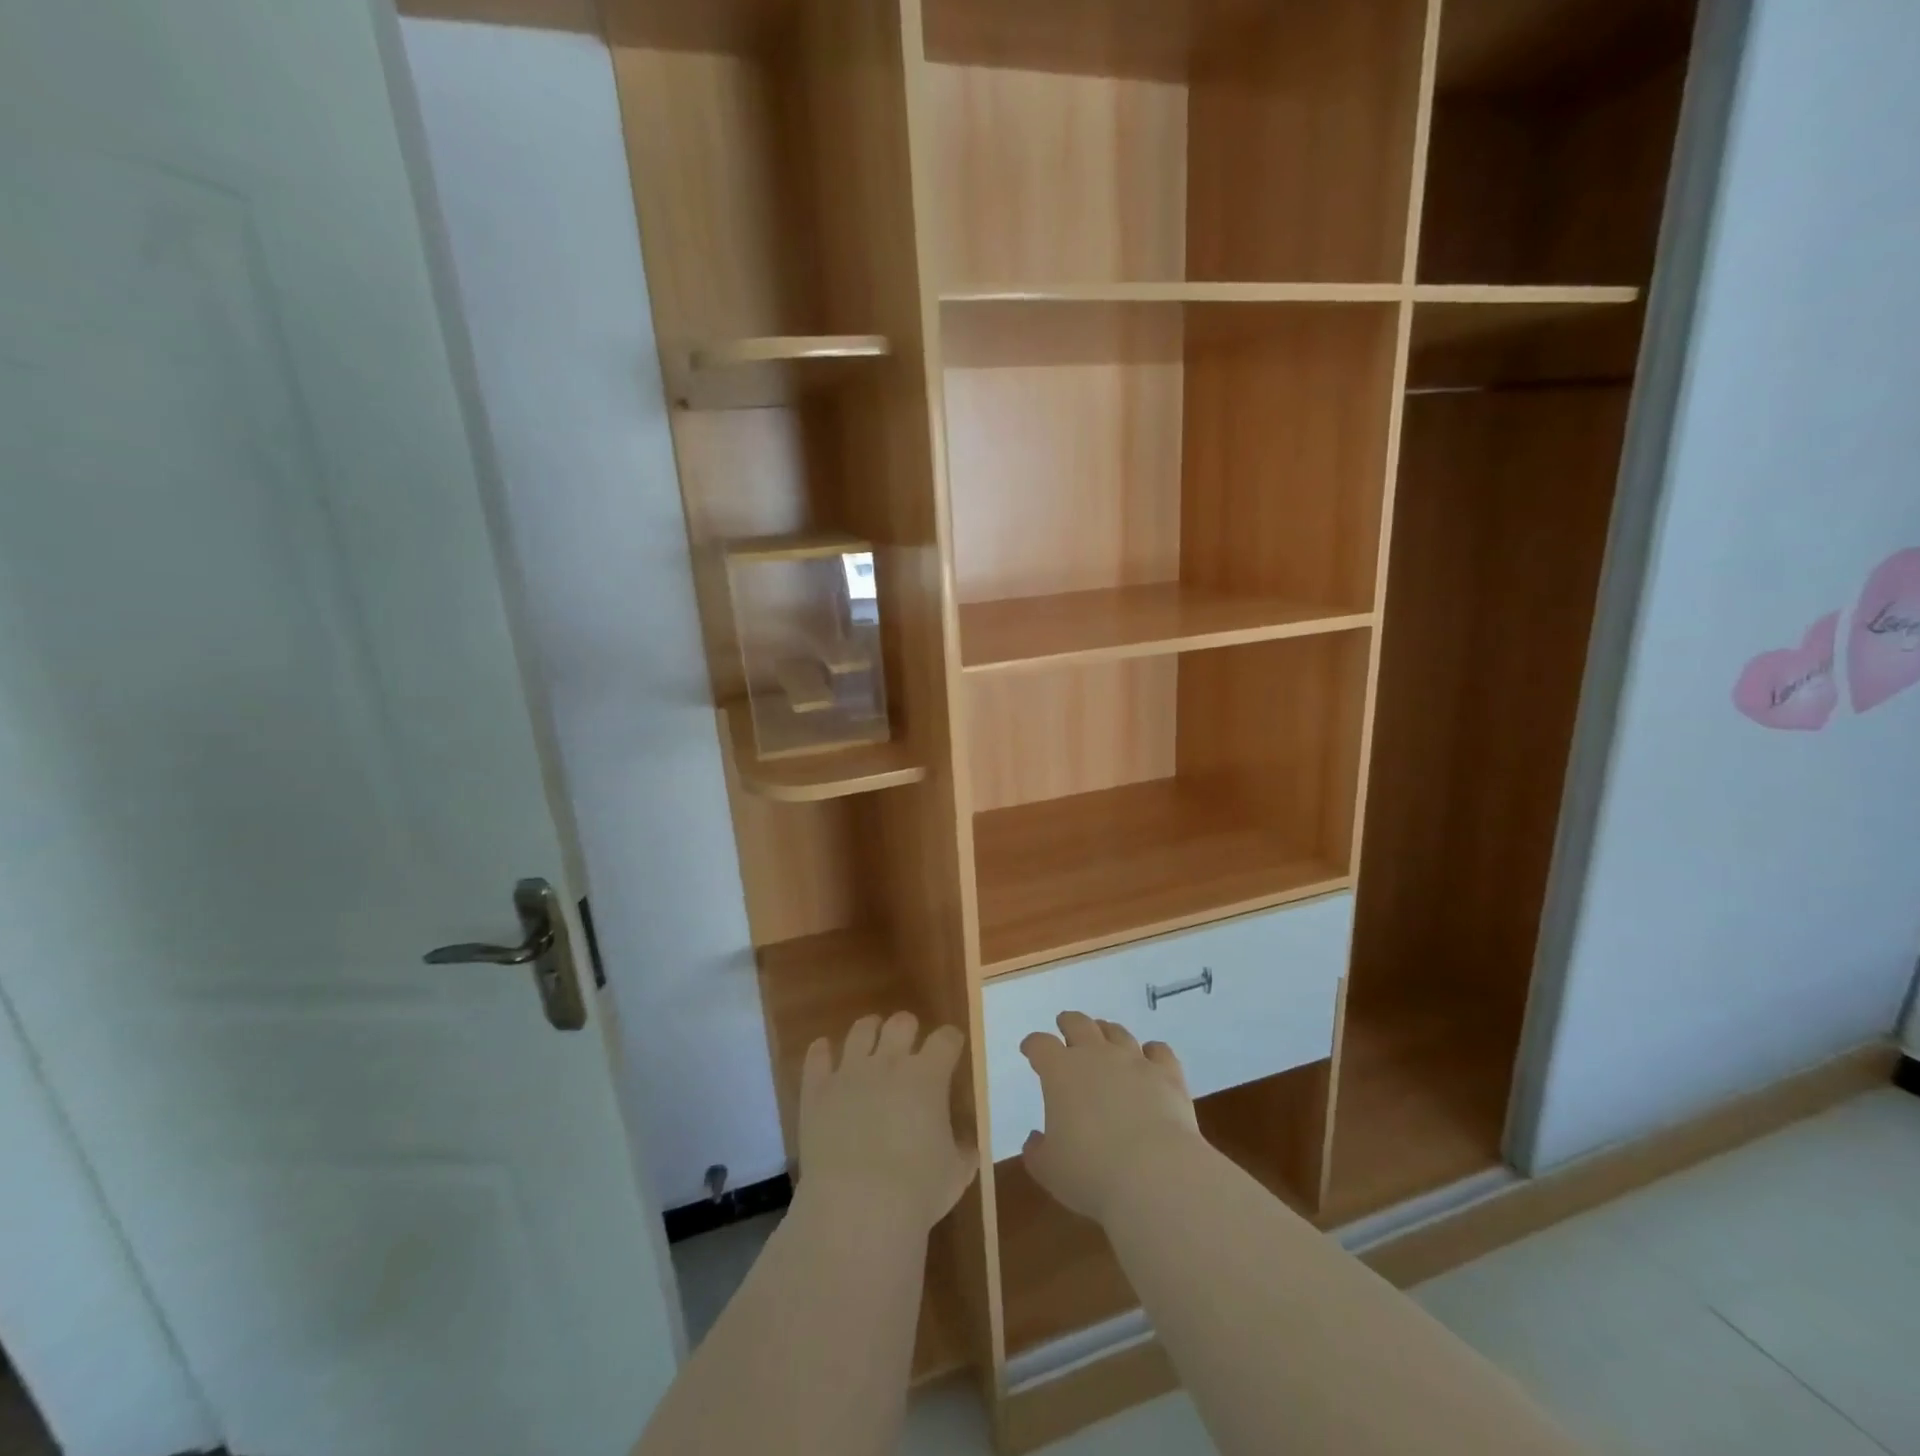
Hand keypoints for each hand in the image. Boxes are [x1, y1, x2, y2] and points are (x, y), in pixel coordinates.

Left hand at [799, 1012, 978, 1228]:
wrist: (857, 1207)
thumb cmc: (917, 1191)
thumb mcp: (956, 1174)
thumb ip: (963, 1151)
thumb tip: (965, 1144)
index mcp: (928, 1076)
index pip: (946, 1038)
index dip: (950, 1040)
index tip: (951, 1048)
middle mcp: (890, 1062)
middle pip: (902, 1022)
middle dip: (908, 1030)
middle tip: (908, 1047)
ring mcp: (850, 1071)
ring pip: (861, 1029)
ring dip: (869, 1032)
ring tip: (869, 1043)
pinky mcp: (818, 1089)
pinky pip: (817, 1055)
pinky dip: (821, 1052)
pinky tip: (824, 1055)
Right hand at [1020, 1011, 1200, 1221]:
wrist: (1155, 1175)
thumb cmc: (1091, 1173)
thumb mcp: (1050, 1170)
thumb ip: (1037, 1151)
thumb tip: (1035, 1139)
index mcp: (1060, 1071)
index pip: (1040, 1045)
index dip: (1033, 1045)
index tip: (1030, 1049)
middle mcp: (1096, 1055)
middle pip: (1079, 1024)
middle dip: (1069, 1023)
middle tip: (1065, 1026)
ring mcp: (1134, 1061)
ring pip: (1117, 1032)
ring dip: (1107, 1032)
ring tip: (1105, 1037)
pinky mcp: (1167, 1075)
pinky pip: (1159, 1051)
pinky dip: (1152, 1052)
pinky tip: (1151, 1058)